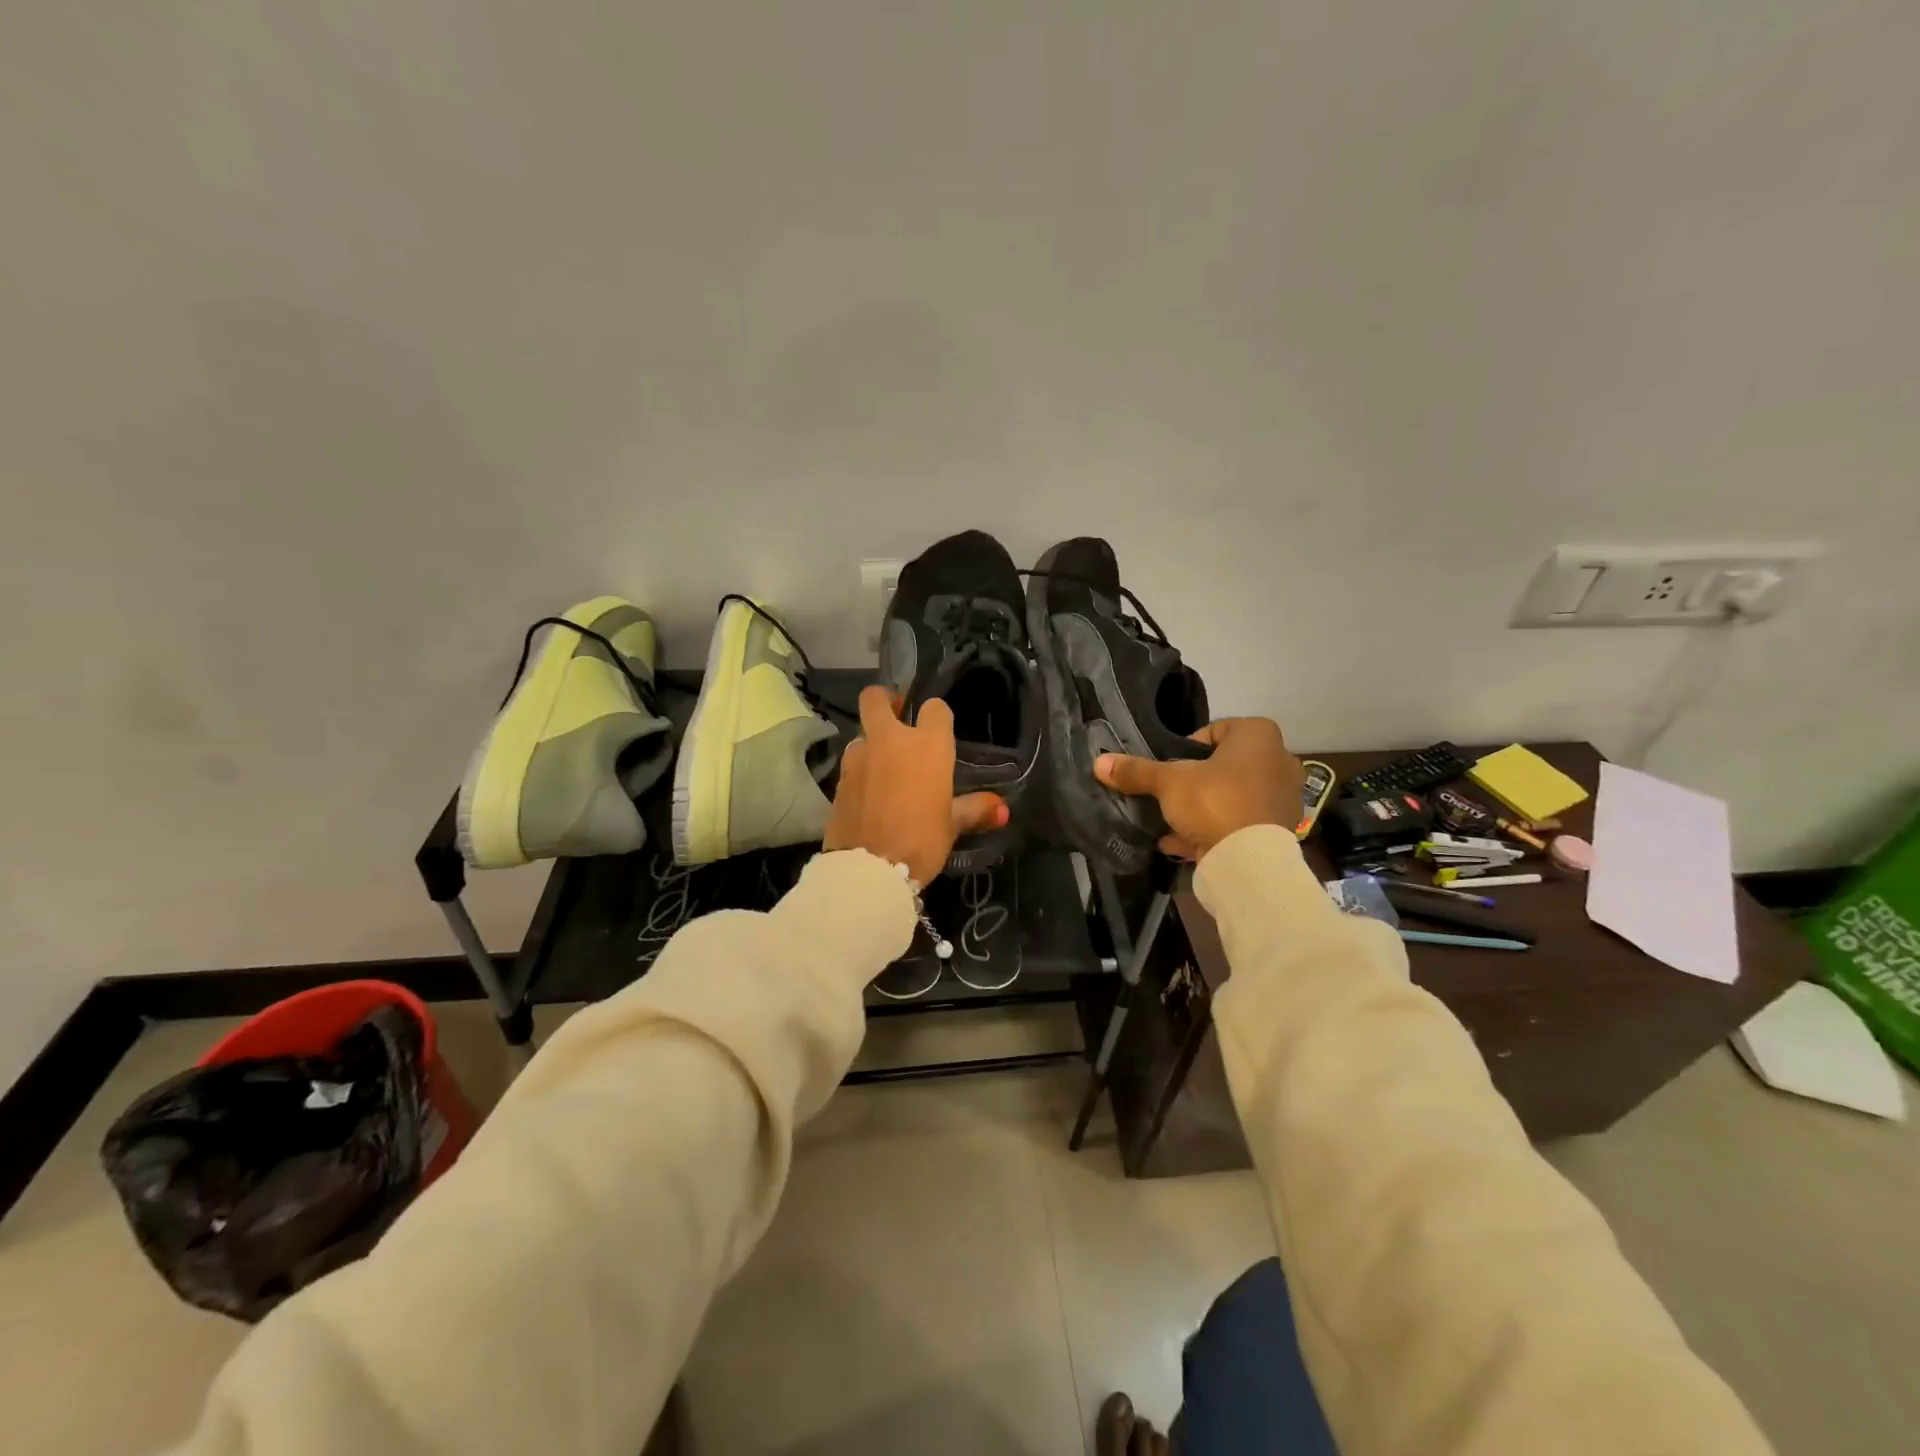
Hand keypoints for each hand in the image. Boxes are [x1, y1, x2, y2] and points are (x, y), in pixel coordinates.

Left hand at [823, 685, 1007, 884]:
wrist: (868, 870)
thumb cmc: (920, 840)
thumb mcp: (952, 826)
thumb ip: (975, 809)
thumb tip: (1003, 810)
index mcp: (926, 745)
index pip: (934, 708)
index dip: (937, 716)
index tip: (939, 730)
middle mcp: (889, 741)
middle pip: (876, 698)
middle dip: (886, 700)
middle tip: (897, 717)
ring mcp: (858, 758)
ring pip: (862, 733)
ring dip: (872, 743)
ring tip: (885, 768)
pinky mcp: (837, 780)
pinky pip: (852, 765)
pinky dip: (861, 771)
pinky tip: (870, 794)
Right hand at [1094, 718, 1302, 860]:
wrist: (1250, 863)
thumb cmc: (1214, 802)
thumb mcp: (1168, 782)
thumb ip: (1136, 771)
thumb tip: (1099, 761)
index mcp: (1258, 736)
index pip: (1215, 730)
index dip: (1187, 747)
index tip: (1169, 767)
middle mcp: (1278, 760)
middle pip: (1224, 765)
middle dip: (1195, 780)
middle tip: (1170, 794)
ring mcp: (1283, 798)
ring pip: (1233, 796)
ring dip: (1204, 808)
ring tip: (1173, 822)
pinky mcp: (1279, 830)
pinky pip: (1239, 824)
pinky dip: (1215, 830)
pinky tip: (1183, 843)